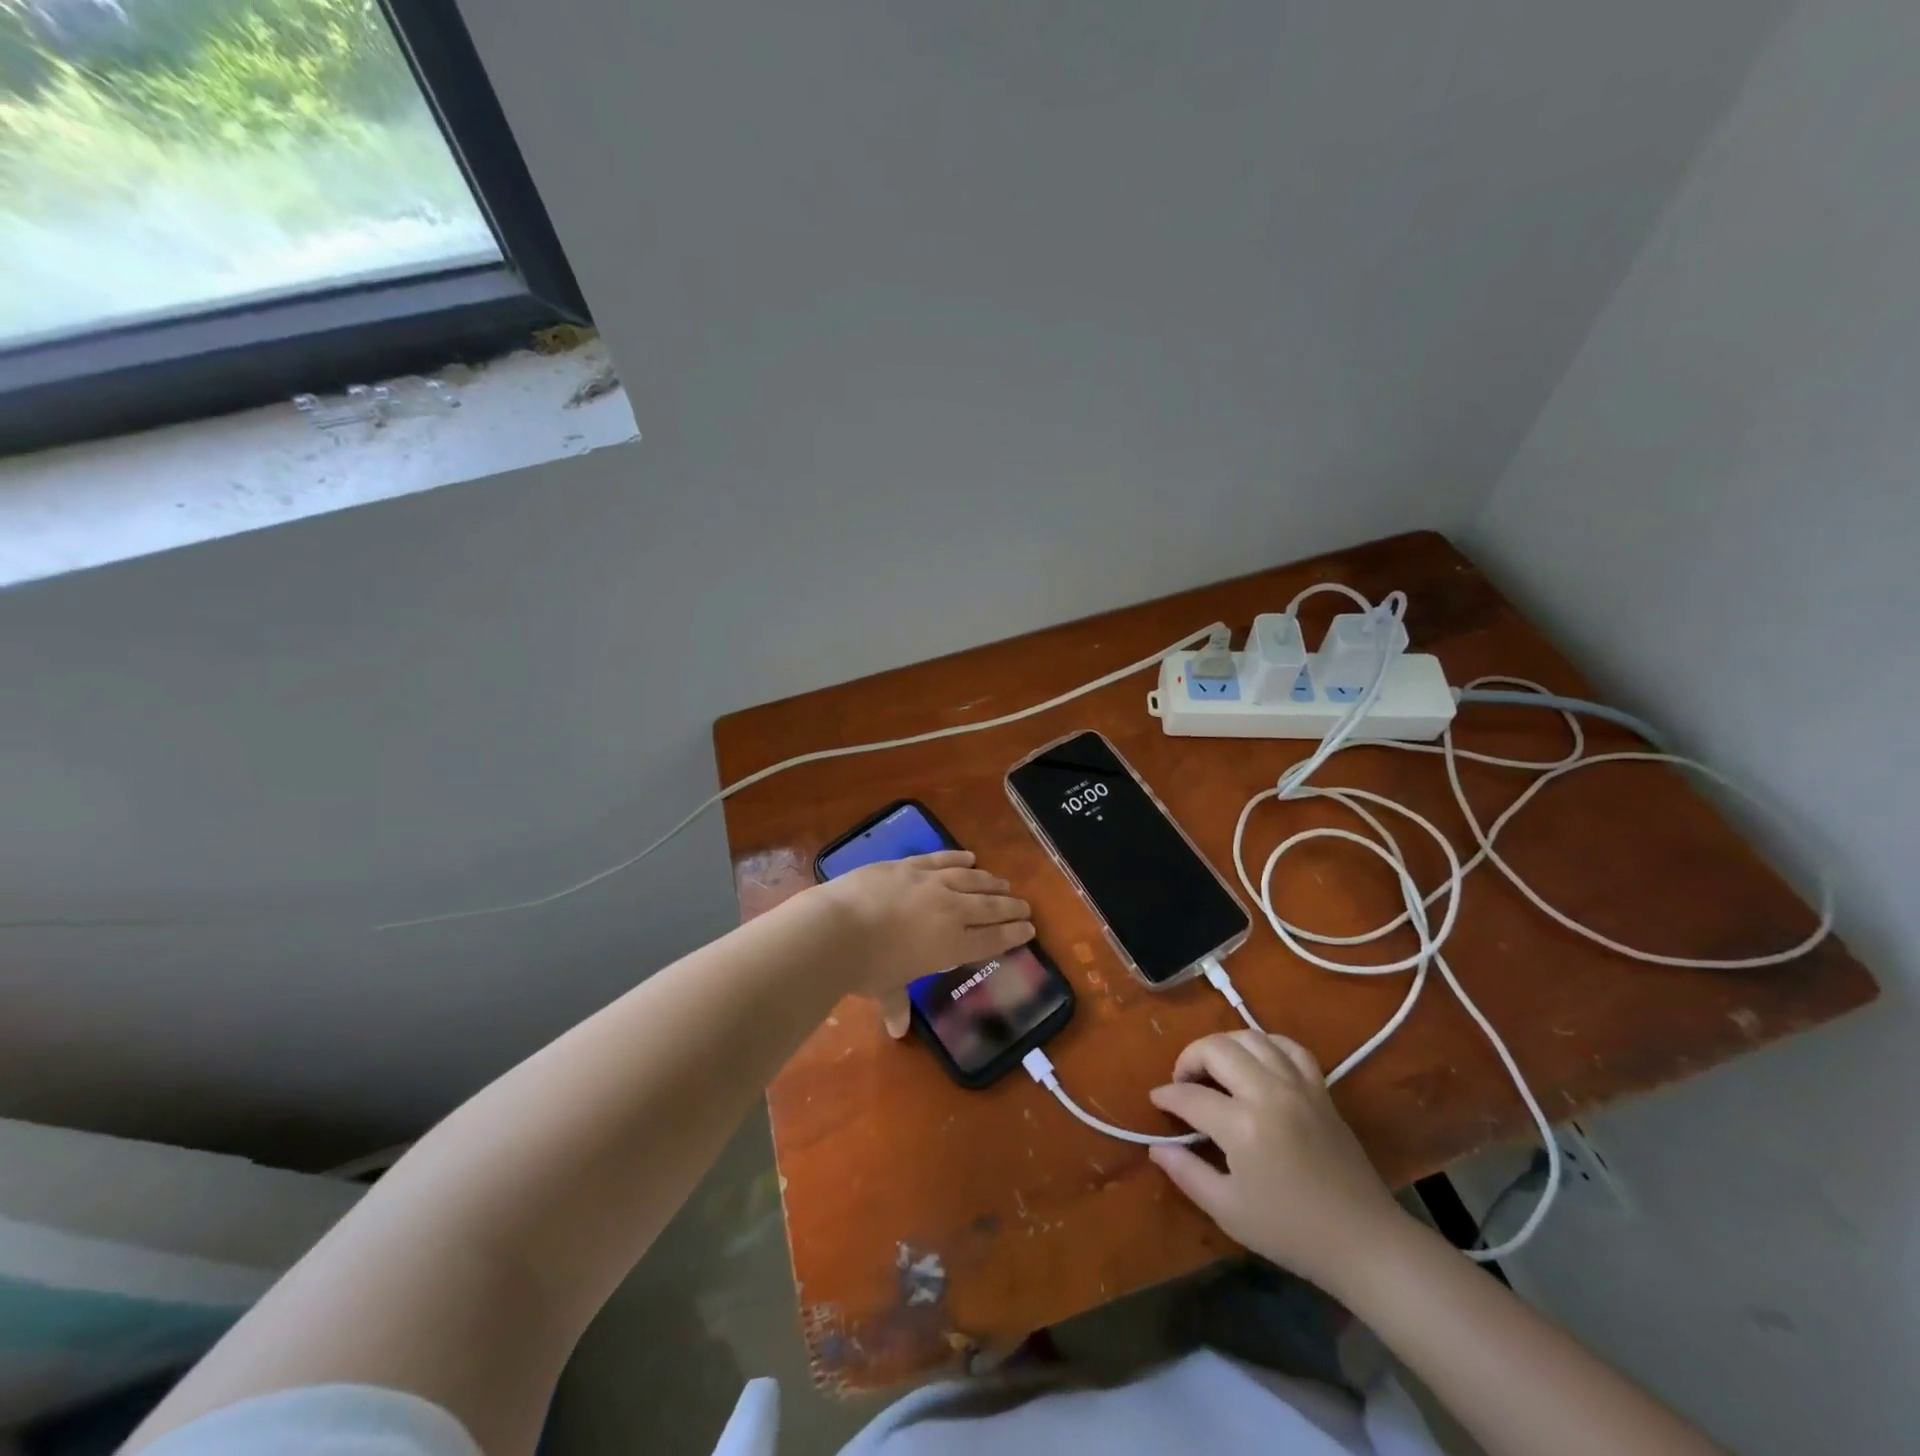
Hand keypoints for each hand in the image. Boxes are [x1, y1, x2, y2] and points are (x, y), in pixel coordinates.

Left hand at [812, 850, 1033, 1035]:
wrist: (838, 928)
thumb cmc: (866, 967)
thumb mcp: (885, 988)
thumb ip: (896, 1004)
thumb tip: (897, 1030)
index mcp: (952, 946)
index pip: (992, 940)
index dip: (1013, 935)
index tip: (1029, 929)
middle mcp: (950, 911)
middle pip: (989, 907)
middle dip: (1010, 908)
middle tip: (1025, 906)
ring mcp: (931, 883)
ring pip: (970, 879)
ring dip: (990, 882)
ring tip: (1003, 884)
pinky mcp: (910, 865)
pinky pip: (942, 859)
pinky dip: (958, 858)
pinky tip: (970, 857)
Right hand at [1147, 1031, 1407, 1287]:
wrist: (1364, 1242)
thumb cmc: (1291, 1232)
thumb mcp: (1229, 1210)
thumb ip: (1187, 1172)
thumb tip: (1156, 1147)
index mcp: (1242, 1126)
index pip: (1190, 1096)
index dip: (1167, 1097)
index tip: (1157, 1101)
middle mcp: (1268, 1093)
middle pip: (1216, 1049)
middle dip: (1189, 1058)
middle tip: (1182, 1082)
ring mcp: (1298, 1086)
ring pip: (1250, 1037)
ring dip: (1223, 1045)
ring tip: (1214, 1068)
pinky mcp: (1320, 1089)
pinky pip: (1289, 1046)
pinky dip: (1266, 1044)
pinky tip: (1256, 1060)